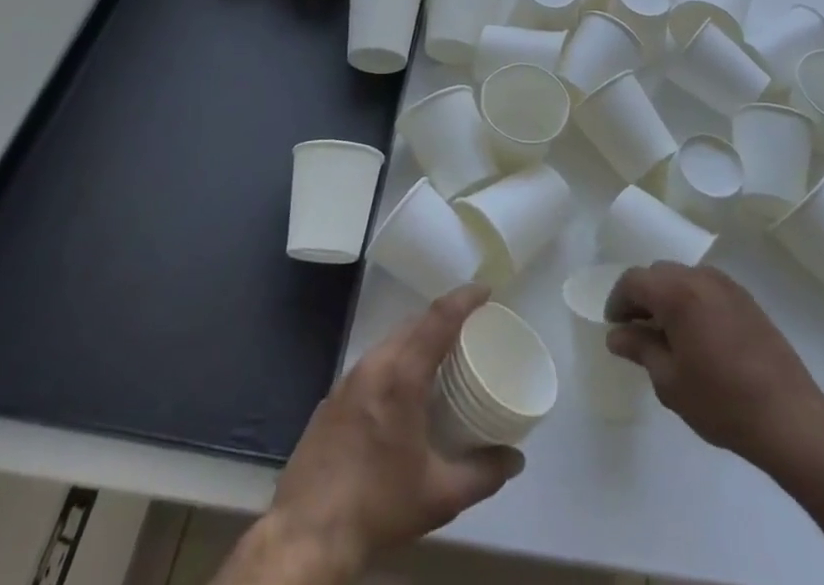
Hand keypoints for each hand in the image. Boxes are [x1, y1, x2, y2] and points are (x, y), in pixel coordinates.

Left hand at [266, 285, 524, 575]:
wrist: (307, 534)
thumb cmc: (379, 506)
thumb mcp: (440, 496)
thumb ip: (483, 473)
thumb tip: (516, 460)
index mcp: (402, 375)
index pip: (439, 318)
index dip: (464, 298)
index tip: (486, 290)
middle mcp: (374, 364)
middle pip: (414, 323)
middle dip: (443, 317)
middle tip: (470, 329)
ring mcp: (348, 378)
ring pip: (391, 341)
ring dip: (417, 338)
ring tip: (440, 356)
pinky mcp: (332, 397)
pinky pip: (372, 362)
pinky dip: (395, 360)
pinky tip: (402, 391)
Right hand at [606, 263, 823, 469]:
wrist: (789, 417)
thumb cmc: (721, 401)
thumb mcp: (670, 381)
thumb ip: (640, 349)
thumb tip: (617, 335)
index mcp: (676, 292)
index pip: (634, 281)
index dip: (618, 301)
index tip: (614, 327)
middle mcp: (700, 277)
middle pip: (659, 274)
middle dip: (643, 296)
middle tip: (637, 330)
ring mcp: (727, 285)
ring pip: (684, 278)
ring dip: (668, 297)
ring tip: (667, 333)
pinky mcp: (747, 299)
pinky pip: (707, 288)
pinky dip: (693, 300)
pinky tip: (698, 334)